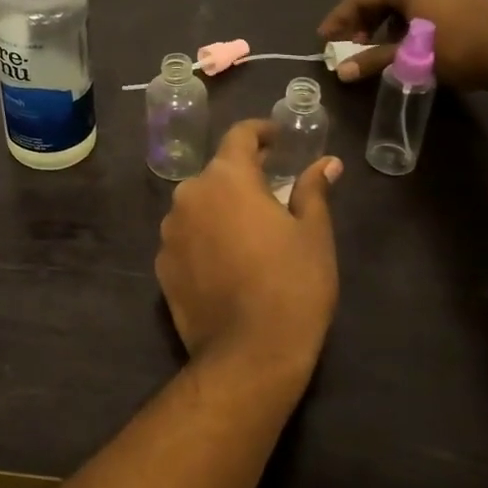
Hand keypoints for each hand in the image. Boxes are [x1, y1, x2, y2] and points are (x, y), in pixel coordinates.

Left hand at [154, 121, 341, 387]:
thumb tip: (327, 163)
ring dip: (220, 210)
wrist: (249, 354)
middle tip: (271, 193)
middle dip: (242, 177)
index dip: (260, 133)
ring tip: (248, 233)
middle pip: (217, 174)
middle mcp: (189, 195)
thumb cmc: (292, 285)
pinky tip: (226, 263)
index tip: (277, 139)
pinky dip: (204, 239)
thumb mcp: (313, 234)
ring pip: (198, 206)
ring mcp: (169, 231)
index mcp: (227, 178)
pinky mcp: (161, 265)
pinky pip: (186, 238)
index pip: (239, 136)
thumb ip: (313, 190)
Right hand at [318, 0, 487, 89]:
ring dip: (385, 23)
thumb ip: (373, 60)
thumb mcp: (409, 56)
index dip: (340, 18)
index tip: (325, 38)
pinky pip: (424, 5)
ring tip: (376, 47)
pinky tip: (408, 43)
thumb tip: (342, 72)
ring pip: (404, 1)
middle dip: (362, 21)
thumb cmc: (454, 48)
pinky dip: (407, 22)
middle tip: (349, 44)